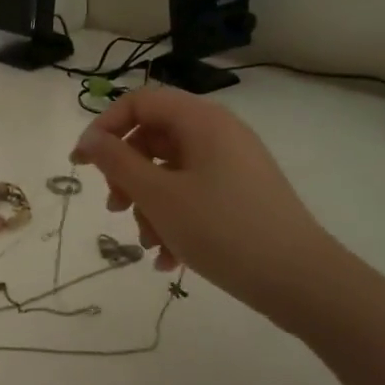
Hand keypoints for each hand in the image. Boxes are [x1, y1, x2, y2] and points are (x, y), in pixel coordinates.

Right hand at [70, 87, 344, 320]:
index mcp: (201, 121)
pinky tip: (167, 259)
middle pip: (153, 138)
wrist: (302, 282)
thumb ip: (117, 162)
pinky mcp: (241, 195)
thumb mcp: (158, 195)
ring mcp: (233, 166)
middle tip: (116, 209)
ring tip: (147, 243)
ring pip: (170, 172)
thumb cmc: (223, 229)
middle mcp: (219, 134)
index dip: (105, 127)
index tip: (82, 164)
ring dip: (148, 206)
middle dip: (126, 176)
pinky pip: (194, 195)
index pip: (139, 102)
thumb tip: (89, 139)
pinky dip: (174, 220)